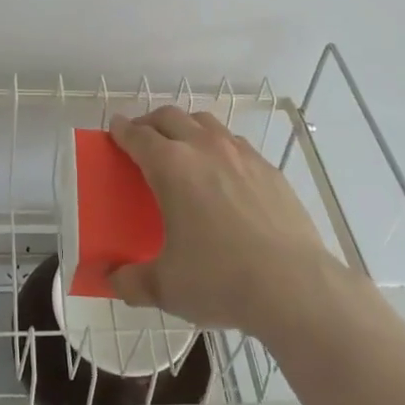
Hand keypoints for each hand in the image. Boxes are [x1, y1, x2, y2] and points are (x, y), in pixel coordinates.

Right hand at [108, 107, 345, 333]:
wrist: (294, 286)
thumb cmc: (220, 280)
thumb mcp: (166, 287)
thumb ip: (132, 281)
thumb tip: (111, 279)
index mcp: (171, 166)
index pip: (138, 136)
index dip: (122, 130)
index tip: (115, 129)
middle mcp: (203, 147)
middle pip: (170, 117)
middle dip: (151, 123)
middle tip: (142, 139)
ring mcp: (240, 154)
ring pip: (205, 122)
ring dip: (186, 127)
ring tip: (182, 149)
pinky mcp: (268, 168)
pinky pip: (235, 143)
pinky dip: (219, 147)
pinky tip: (223, 174)